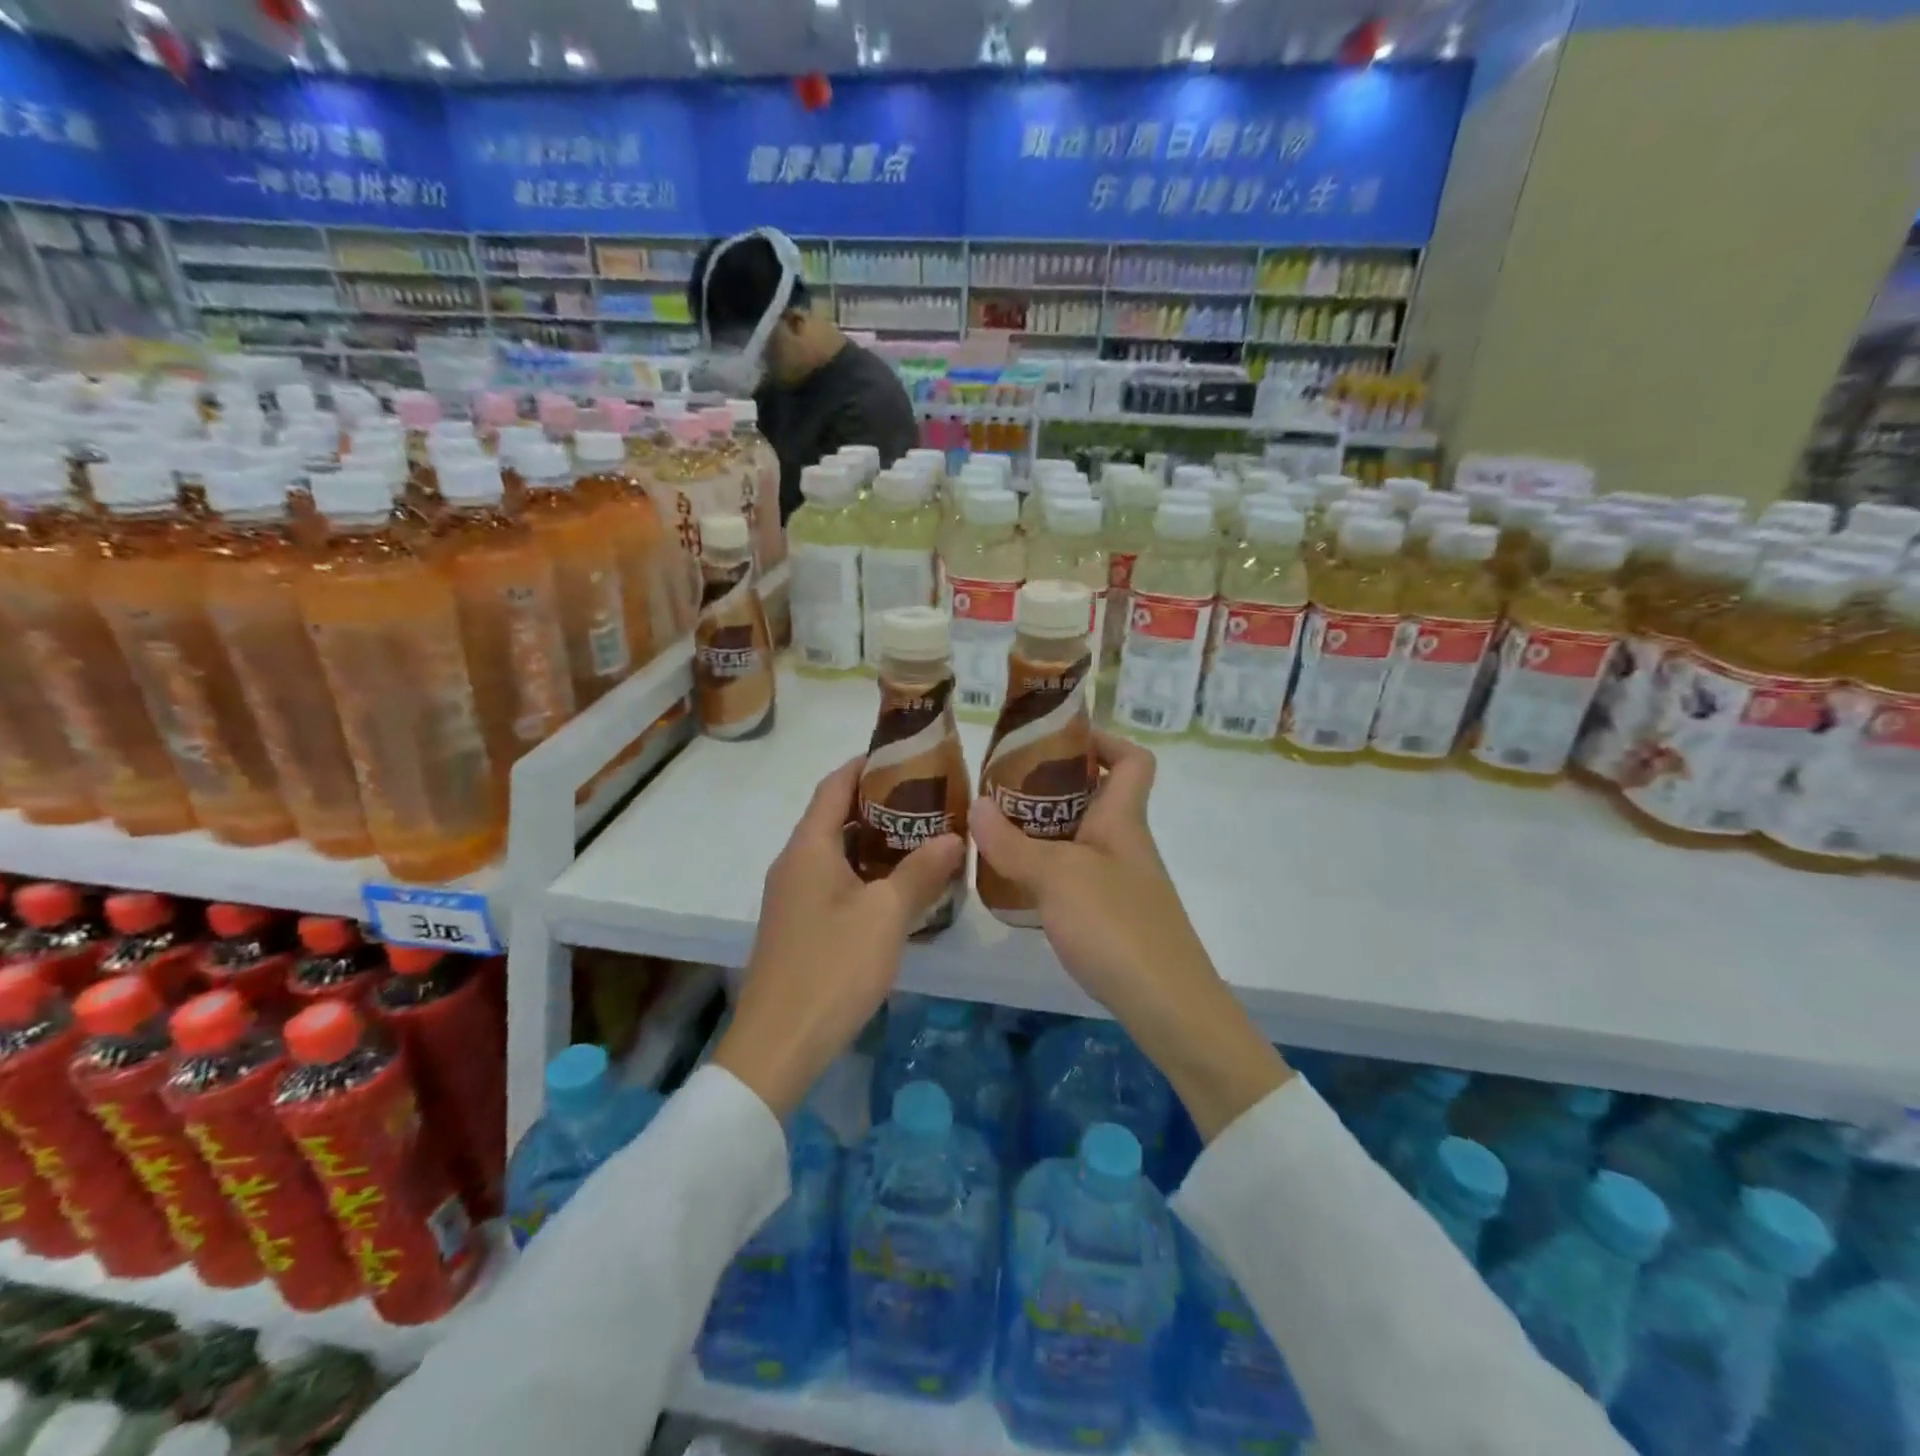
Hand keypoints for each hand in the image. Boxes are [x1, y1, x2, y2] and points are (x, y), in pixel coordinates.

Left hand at [716, 757, 964, 1120]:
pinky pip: (834, 880)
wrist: (778, 1045)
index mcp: (809, 848)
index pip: (835, 785)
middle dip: (878, 801)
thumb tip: (954, 836)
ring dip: (874, 839)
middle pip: (834, 815)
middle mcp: (794, 863)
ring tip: (922, 834)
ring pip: (836, 851)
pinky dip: (865, 870)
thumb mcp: (886, 916)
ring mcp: (793, 896)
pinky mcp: (799, 924)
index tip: (905, 752)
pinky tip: (899, 885)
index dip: (866, 763)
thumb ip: (921, 872)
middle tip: (927, 796)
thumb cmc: (832, 968)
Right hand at [971, 730, 1288, 1140]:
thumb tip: (976, 805)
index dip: (1103, 740)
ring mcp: (1120, 882)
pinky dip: (1045, 870)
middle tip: (1002, 787)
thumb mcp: (1058, 877)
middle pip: (1096, 796)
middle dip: (1052, 785)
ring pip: (1080, 838)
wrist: (1168, 1006)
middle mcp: (1125, 844)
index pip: (1133, 760)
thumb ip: (1013, 843)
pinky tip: (1013, 882)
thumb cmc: (1117, 926)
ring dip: (1042, 829)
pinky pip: (1074, 876)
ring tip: (994, 830)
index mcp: (1122, 820)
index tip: (1057, 739)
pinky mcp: (1110, 917)